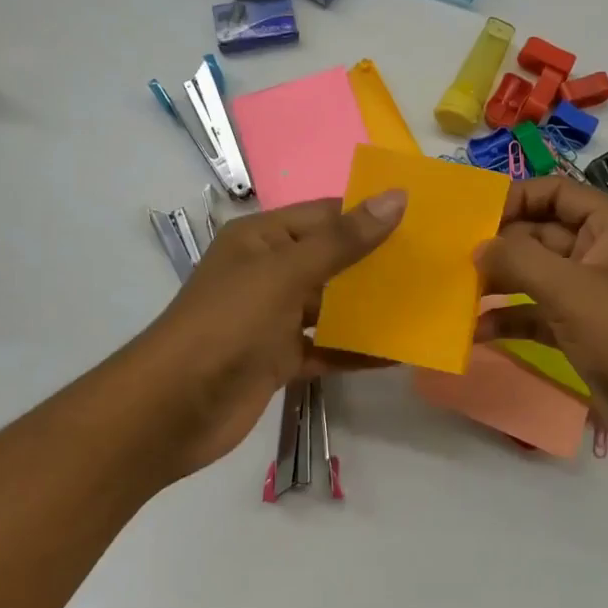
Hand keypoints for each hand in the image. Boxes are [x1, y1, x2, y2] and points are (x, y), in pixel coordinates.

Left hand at [119, 192, 404, 483]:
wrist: (172, 408)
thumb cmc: (227, 324)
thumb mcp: (286, 273)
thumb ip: (343, 241)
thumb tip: (396, 198)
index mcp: (262, 239)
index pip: (326, 215)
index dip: (371, 214)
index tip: (424, 220)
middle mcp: (268, 273)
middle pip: (333, 261)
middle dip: (378, 265)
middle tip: (435, 266)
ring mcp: (273, 319)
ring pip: (332, 308)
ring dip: (372, 310)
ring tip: (426, 306)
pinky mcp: (279, 360)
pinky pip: (326, 349)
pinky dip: (356, 352)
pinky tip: (398, 354)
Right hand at [476, 176, 607, 480]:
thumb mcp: (570, 289)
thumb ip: (518, 259)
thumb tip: (478, 246)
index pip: (555, 192)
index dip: (513, 199)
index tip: (469, 219)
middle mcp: (603, 252)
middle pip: (541, 234)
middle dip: (499, 246)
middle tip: (450, 259)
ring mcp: (593, 294)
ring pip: (536, 276)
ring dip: (499, 283)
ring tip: (455, 292)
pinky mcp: (584, 331)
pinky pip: (539, 313)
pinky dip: (511, 319)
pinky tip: (476, 331)